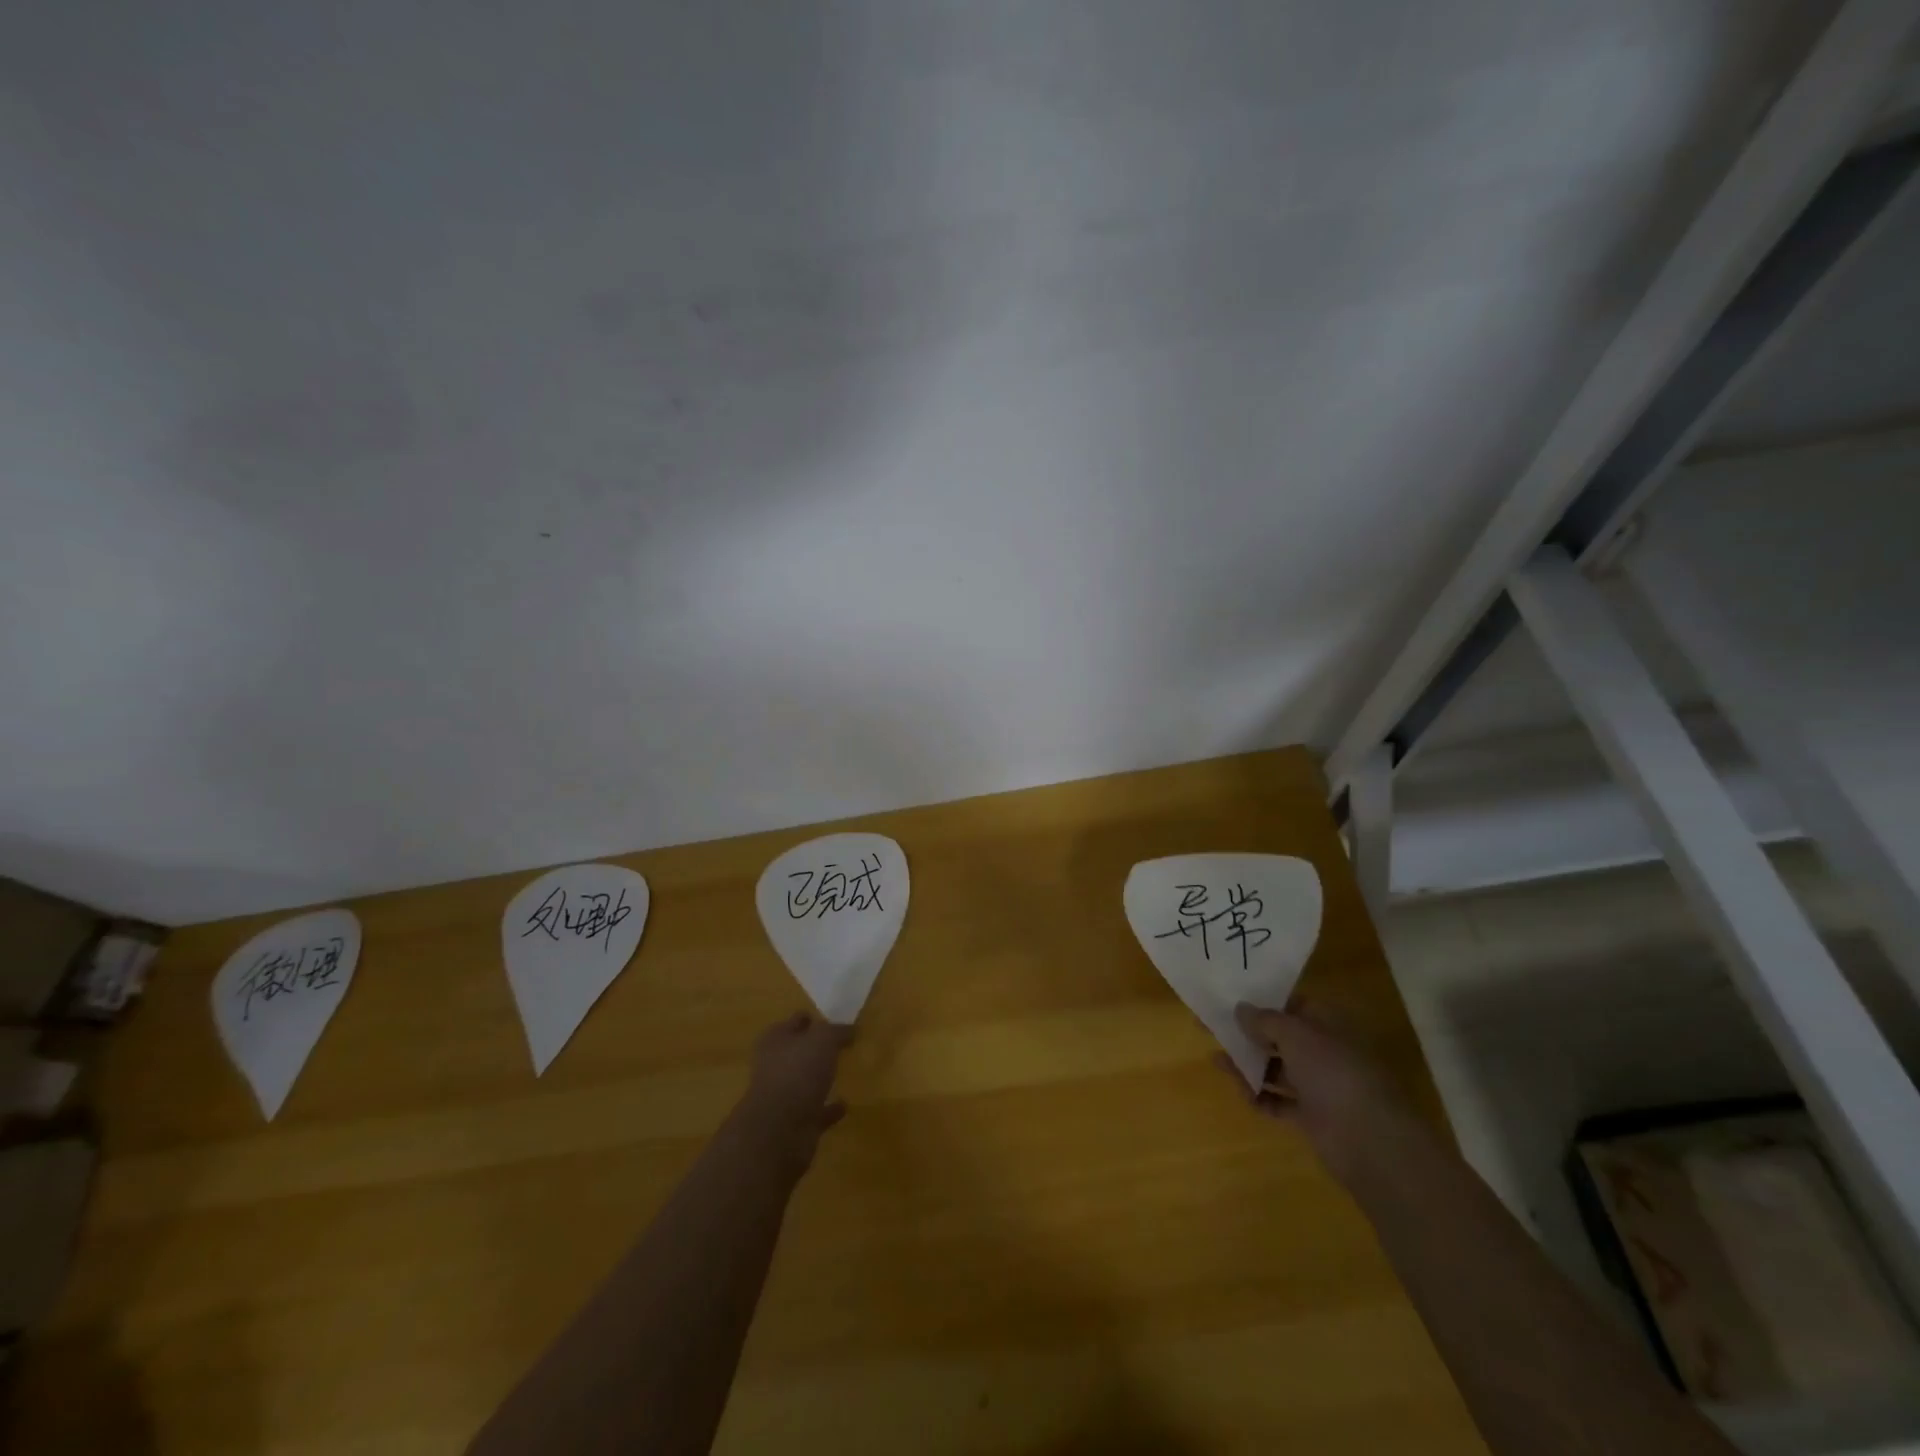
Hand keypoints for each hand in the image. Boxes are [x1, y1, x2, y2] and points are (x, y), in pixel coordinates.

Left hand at [737, 1012, 852, 1169]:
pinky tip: (845, 1105)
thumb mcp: (823, 1039)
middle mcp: (775, 1066)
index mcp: (776, 1041)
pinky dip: (829, 1109)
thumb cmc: (798, 1072)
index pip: (794, 1022)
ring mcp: (784, 1097)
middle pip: (798, 1052)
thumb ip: (837, 1031)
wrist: (780, 1131)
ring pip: (806, 1082)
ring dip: (820, 1079)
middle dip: (815, 1049)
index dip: (810, 1019)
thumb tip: (851, 1028)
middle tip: (841, 1045)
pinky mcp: (795, 1124)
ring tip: (844, 1072)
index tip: (831, 1020)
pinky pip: (816, 1111)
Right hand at [1219, 1000, 1414, 1187]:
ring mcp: (1320, 1086)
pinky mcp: (1312, 1116)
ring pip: (1277, 1068)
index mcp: (1327, 1025)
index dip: (1263, 1000)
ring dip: (1248, 1064)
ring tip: (1215, 1059)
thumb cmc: (1333, 1072)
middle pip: (1279, 1037)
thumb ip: (1265, 1020)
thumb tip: (1240, 1008)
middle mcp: (1324, 1051)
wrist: (1369, 1140)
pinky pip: (1279, 1101)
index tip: (1230, 997)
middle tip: (1211, 1026)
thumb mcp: (1294, 1034)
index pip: (1292, 1004)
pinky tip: (1242, 1093)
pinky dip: (1260, 1097)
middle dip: (1248, 1033)